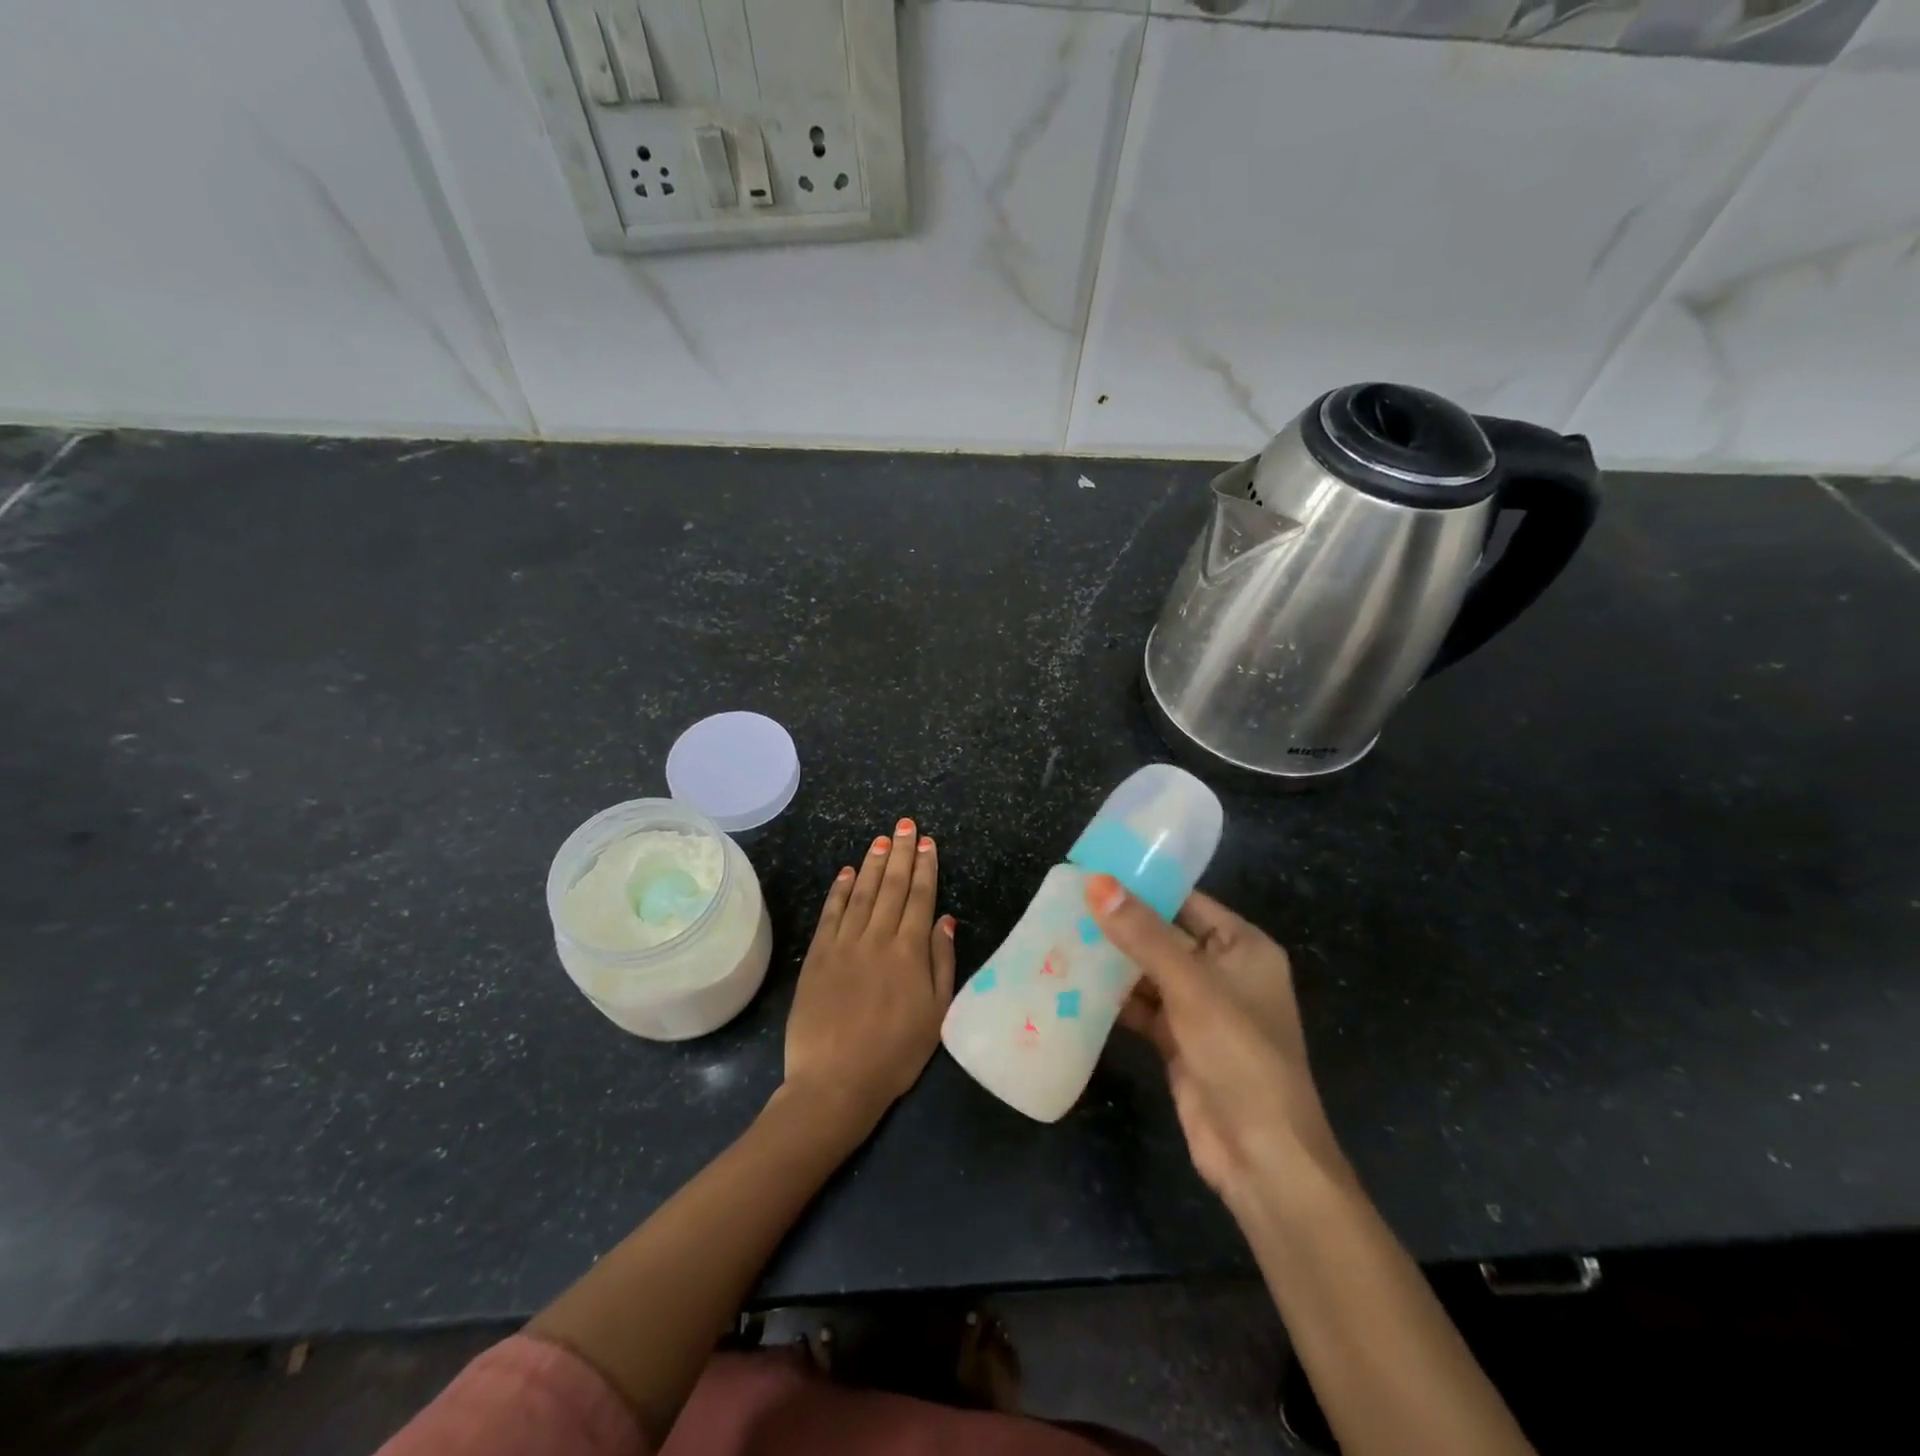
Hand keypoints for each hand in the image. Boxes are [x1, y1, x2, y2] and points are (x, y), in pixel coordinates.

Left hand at [784, 818, 955, 1134]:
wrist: (835, 1082)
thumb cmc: (895, 1055)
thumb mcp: (937, 1015)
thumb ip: (942, 963)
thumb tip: (945, 920)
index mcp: (909, 953)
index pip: (920, 898)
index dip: (925, 868)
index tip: (928, 843)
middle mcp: (877, 938)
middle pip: (892, 887)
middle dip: (901, 853)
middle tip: (905, 825)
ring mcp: (844, 945)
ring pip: (862, 893)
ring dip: (873, 863)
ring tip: (882, 839)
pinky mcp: (818, 956)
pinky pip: (831, 914)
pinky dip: (841, 890)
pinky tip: (848, 872)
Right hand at [1085, 875, 1342, 1206]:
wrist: (1261, 1156)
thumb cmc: (1239, 1054)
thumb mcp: (1190, 986)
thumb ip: (1142, 934)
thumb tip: (1096, 883)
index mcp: (1242, 946)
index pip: (1186, 900)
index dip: (1142, 885)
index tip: (1092, 872)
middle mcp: (1223, 971)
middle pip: (1163, 935)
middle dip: (1119, 925)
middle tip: (1064, 904)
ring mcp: (1200, 1009)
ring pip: (1148, 973)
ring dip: (1111, 962)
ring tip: (1059, 939)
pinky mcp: (1179, 1041)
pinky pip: (1142, 1007)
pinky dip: (1113, 1000)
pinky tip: (1073, 986)